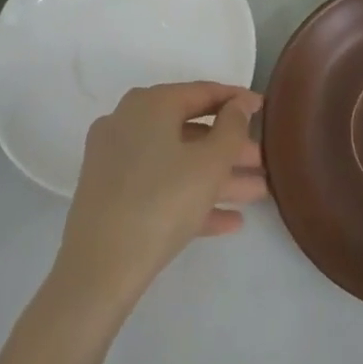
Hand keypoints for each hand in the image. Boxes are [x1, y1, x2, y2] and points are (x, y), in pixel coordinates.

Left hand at [53, 82, 265, 308]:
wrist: (98, 271)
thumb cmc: (162, 202)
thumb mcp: (210, 162)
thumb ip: (233, 127)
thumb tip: (238, 105)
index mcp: (150, 104)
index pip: (202, 92)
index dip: (237, 101)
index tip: (264, 109)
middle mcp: (128, 122)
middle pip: (190, 129)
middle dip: (230, 148)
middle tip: (263, 161)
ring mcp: (115, 160)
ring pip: (176, 161)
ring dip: (217, 177)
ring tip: (257, 194)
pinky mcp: (110, 196)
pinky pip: (159, 186)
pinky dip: (191, 198)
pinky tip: (229, 221)